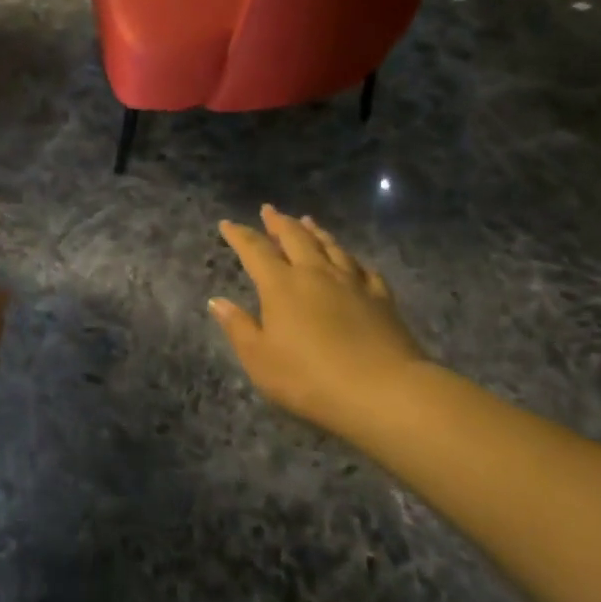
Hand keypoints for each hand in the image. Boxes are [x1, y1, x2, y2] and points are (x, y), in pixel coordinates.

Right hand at [210, 206, 422, 433]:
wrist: (384, 391)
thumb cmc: (310, 379)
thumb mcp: (260, 359)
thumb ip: (238, 327)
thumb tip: (216, 301)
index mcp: (281, 285)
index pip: (255, 250)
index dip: (240, 235)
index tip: (227, 223)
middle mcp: (315, 273)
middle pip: (295, 237)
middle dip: (279, 222)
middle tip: (269, 210)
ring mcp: (352, 282)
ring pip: (330, 246)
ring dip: (315, 231)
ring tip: (307, 220)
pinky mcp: (381, 297)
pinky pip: (363, 268)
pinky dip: (351, 259)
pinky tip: (352, 260)